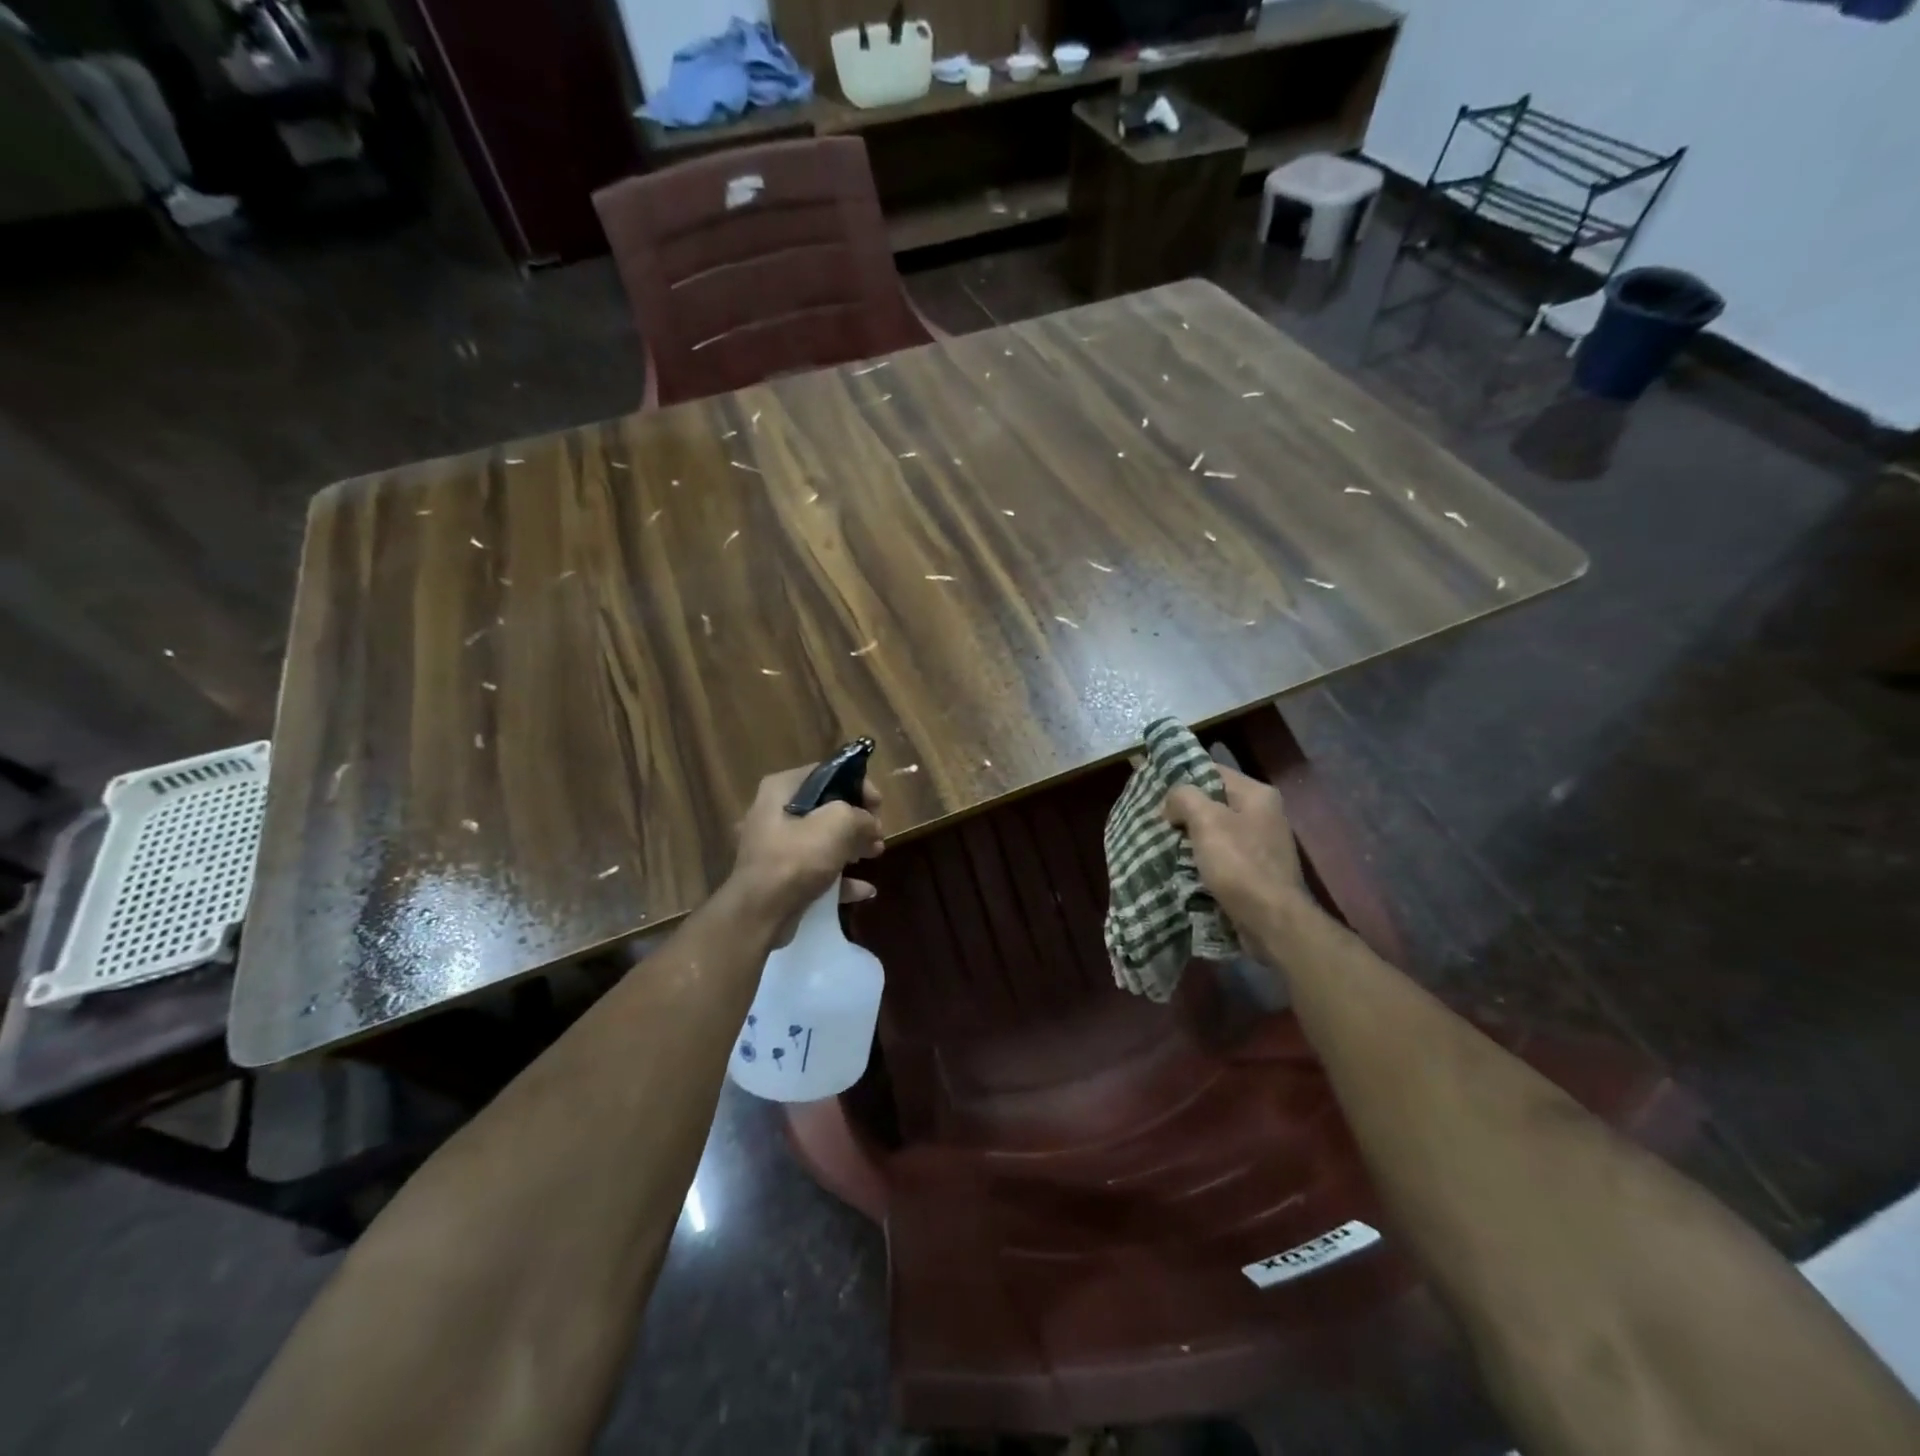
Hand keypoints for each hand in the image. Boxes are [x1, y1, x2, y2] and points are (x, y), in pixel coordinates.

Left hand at [726, 765, 884, 940]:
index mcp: (782, 789)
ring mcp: (776, 846)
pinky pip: (817, 869)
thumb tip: (871, 825)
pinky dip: (840, 877)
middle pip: (826, 807)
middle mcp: (774, 812)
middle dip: (857, 820)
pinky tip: (865, 890)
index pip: (827, 773)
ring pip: (823, 839)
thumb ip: (862, 816)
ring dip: (852, 846)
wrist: (760, 913)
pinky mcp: (781, 876)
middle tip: (878, 834)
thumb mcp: (838, 824)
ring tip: (875, 855)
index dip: (858, 785)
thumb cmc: (797, 858)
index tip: (878, 806)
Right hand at [1162, 764, 1307, 931]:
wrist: (1272, 920)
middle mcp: (1265, 814)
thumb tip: (1172, 803)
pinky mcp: (1259, 871)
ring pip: (1218, 831)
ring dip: (1193, 838)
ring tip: (1166, 845)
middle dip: (1185, 812)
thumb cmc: (1239, 864)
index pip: (1212, 771)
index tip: (1156, 794)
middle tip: (1158, 822)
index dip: (1182, 779)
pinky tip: (1187, 869)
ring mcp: (1264, 845)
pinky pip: (1224, 856)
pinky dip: (1205, 860)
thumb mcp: (1206, 820)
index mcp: (1257, 794)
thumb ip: (1184, 797)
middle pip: (1215, 802)